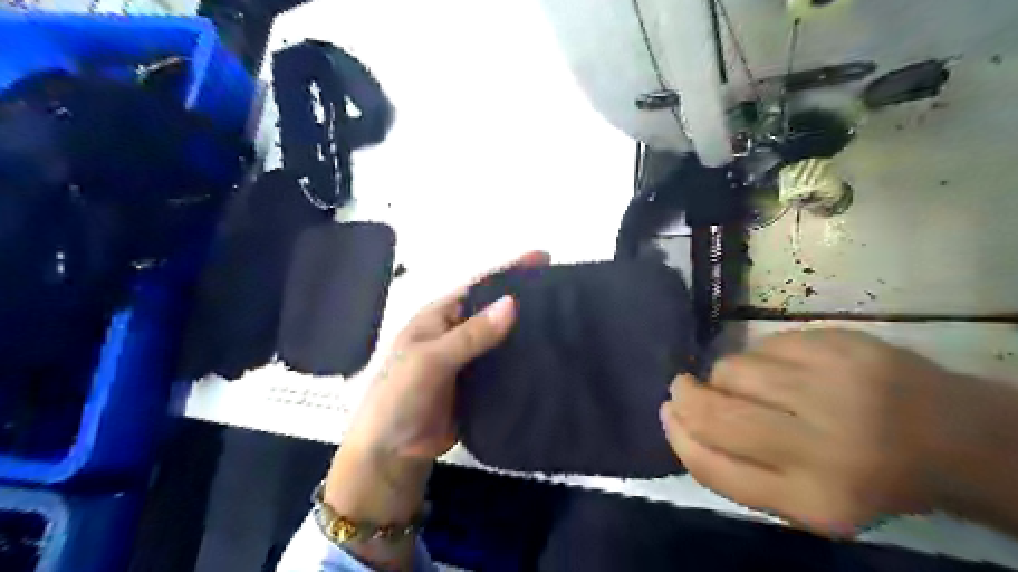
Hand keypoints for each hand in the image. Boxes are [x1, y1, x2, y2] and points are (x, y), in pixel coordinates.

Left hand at [324, 253, 549, 569]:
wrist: (393, 452)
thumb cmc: (400, 396)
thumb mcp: (429, 360)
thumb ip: (470, 334)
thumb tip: (512, 303)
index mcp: (441, 316)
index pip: (479, 285)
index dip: (509, 269)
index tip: (544, 258)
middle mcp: (458, 332)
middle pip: (496, 309)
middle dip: (526, 297)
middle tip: (565, 291)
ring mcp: (471, 359)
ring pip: (505, 338)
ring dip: (529, 330)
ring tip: (568, 321)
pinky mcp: (481, 384)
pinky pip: (507, 366)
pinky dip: (526, 360)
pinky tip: (550, 357)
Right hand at [666, 329, 960, 538]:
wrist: (951, 435)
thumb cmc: (865, 474)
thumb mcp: (805, 499)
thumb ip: (739, 470)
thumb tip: (677, 419)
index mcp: (813, 499)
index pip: (713, 467)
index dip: (678, 437)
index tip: (667, 414)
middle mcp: (821, 445)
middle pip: (716, 415)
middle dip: (685, 397)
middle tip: (682, 388)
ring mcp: (830, 386)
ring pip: (733, 370)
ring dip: (725, 377)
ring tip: (751, 385)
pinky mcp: (838, 344)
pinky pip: (763, 345)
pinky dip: (758, 357)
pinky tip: (783, 368)